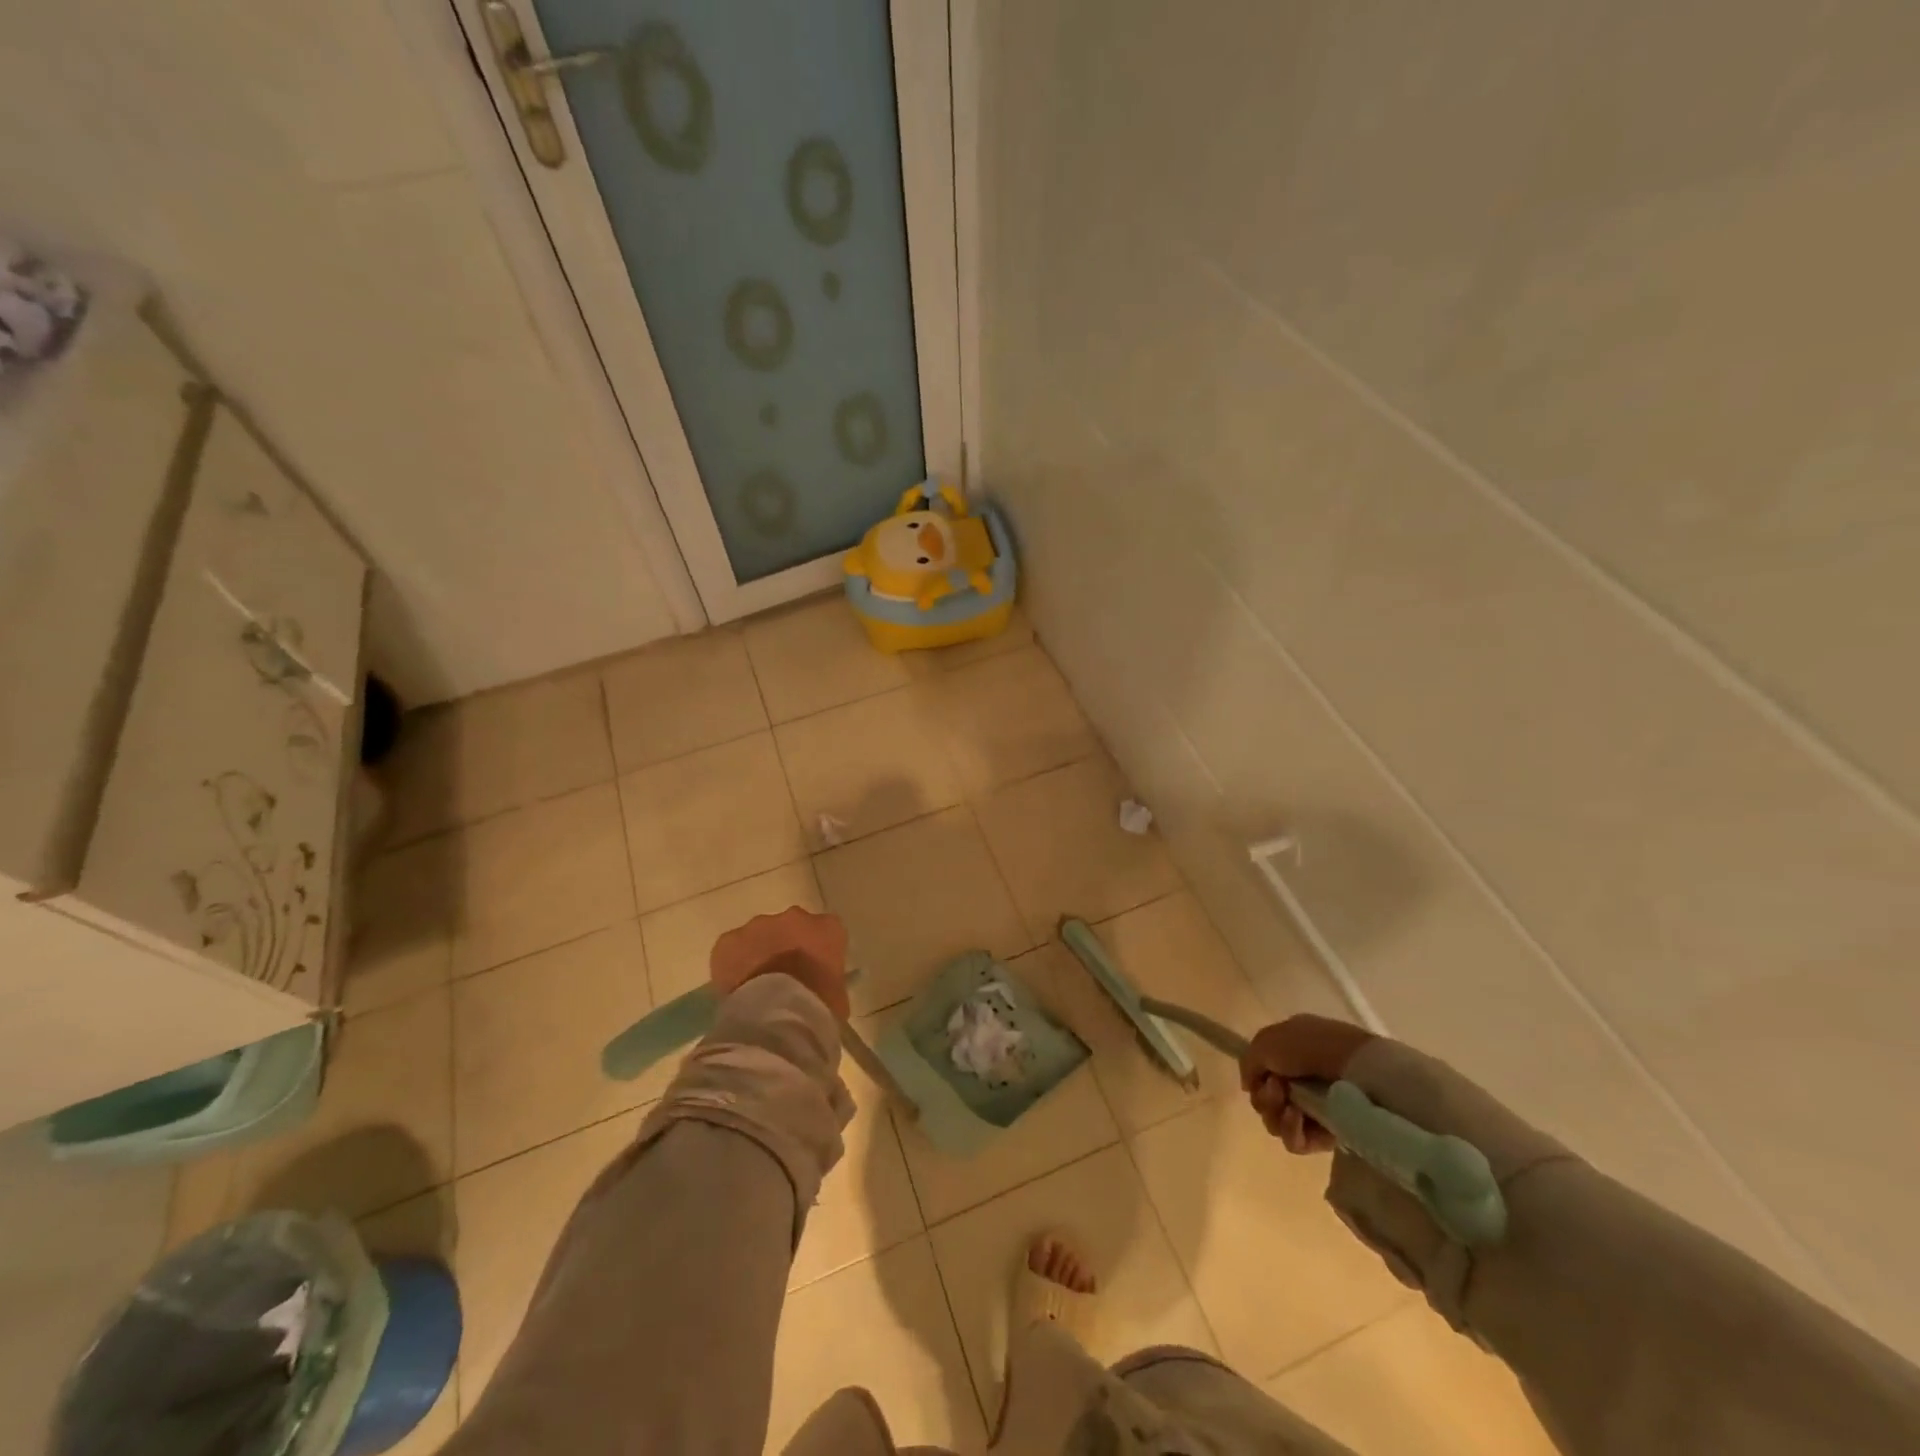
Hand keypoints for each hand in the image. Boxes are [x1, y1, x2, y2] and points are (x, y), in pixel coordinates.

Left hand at [709, 906, 850, 1018]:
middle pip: (790, 928)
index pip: (826, 933)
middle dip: (786, 947)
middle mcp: (795, 917)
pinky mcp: (729, 940)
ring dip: (759, 953)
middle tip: (782, 979)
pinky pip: (731, 949)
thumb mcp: (837, 996)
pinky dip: (732, 965)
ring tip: (756, 986)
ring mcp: (759, 925)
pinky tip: (736, 988)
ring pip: (759, 935)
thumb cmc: (818, 1008)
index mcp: (828, 928)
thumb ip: (827, 980)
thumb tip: (817, 988)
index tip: (812, 973)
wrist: (777, 1016)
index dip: (817, 953)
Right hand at [1239, 1014, 1375, 1153]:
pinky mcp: (1327, 1135)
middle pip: (1267, 1101)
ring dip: (1276, 1114)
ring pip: (1277, 1122)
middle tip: (1276, 1089)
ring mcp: (1315, 1108)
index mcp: (1291, 1052)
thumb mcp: (1266, 1041)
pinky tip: (1296, 1117)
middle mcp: (1302, 1080)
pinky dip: (1290, 1130)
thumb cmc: (1308, 1046)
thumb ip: (1248, 1063)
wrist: (1353, 1068)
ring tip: (1288, 1104)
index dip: (1256, 1078)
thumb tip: (1249, 1086)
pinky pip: (1296, 1141)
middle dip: (1265, 1097)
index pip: (1262, 1074)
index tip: (1261, 1076)